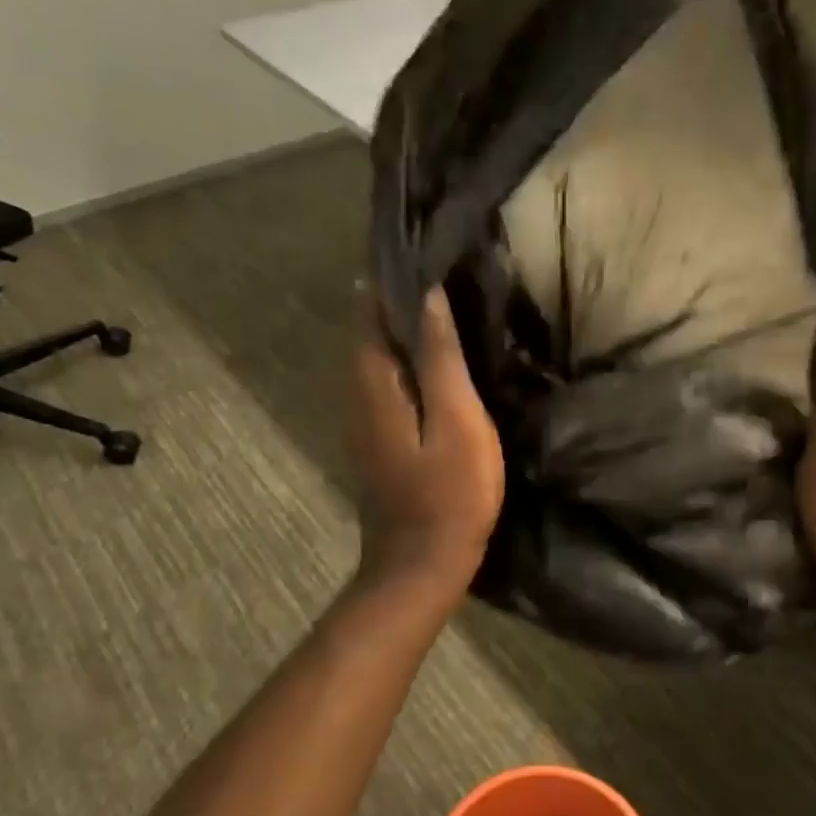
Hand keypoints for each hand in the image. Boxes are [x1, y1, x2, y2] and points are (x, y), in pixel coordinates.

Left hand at [349, 286, 504, 600]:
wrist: (422, 564)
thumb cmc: (450, 492)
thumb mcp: (457, 420)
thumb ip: (440, 358)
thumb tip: (426, 297)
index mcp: (374, 384)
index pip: (369, 313)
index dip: (388, 280)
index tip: (418, 251)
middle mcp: (358, 396)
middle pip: (368, 335)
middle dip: (393, 301)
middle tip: (435, 272)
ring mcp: (364, 423)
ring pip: (375, 361)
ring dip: (398, 331)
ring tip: (438, 307)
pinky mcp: (378, 442)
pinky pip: (385, 385)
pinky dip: (403, 362)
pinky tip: (433, 363)